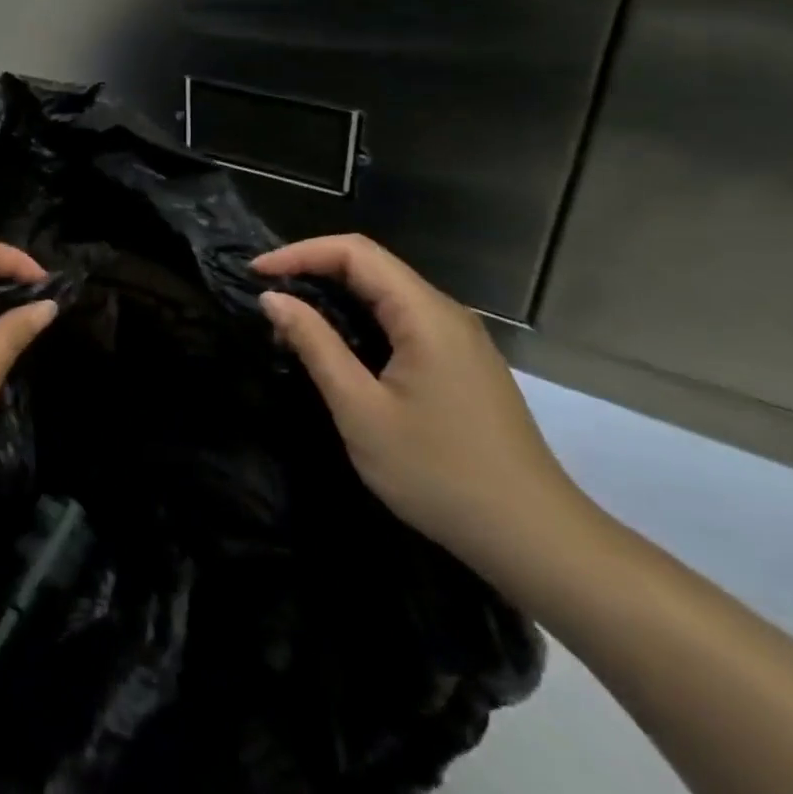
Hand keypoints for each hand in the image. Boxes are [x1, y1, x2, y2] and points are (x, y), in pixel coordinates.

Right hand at [254, 235, 591, 581]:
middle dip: (313, 269)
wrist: (536, 540)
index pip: (354, 252)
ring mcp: (458, 339)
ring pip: (386, 293)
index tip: (256, 273)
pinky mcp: (461, 364)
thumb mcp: (361, 411)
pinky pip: (401, 320)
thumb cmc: (440, 475)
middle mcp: (445, 313)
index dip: (300, 253)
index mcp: (425, 315)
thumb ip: (316, 345)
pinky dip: (360, 319)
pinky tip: (338, 348)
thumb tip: (273, 298)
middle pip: (371, 265)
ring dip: (334, 295)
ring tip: (291, 320)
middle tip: (267, 294)